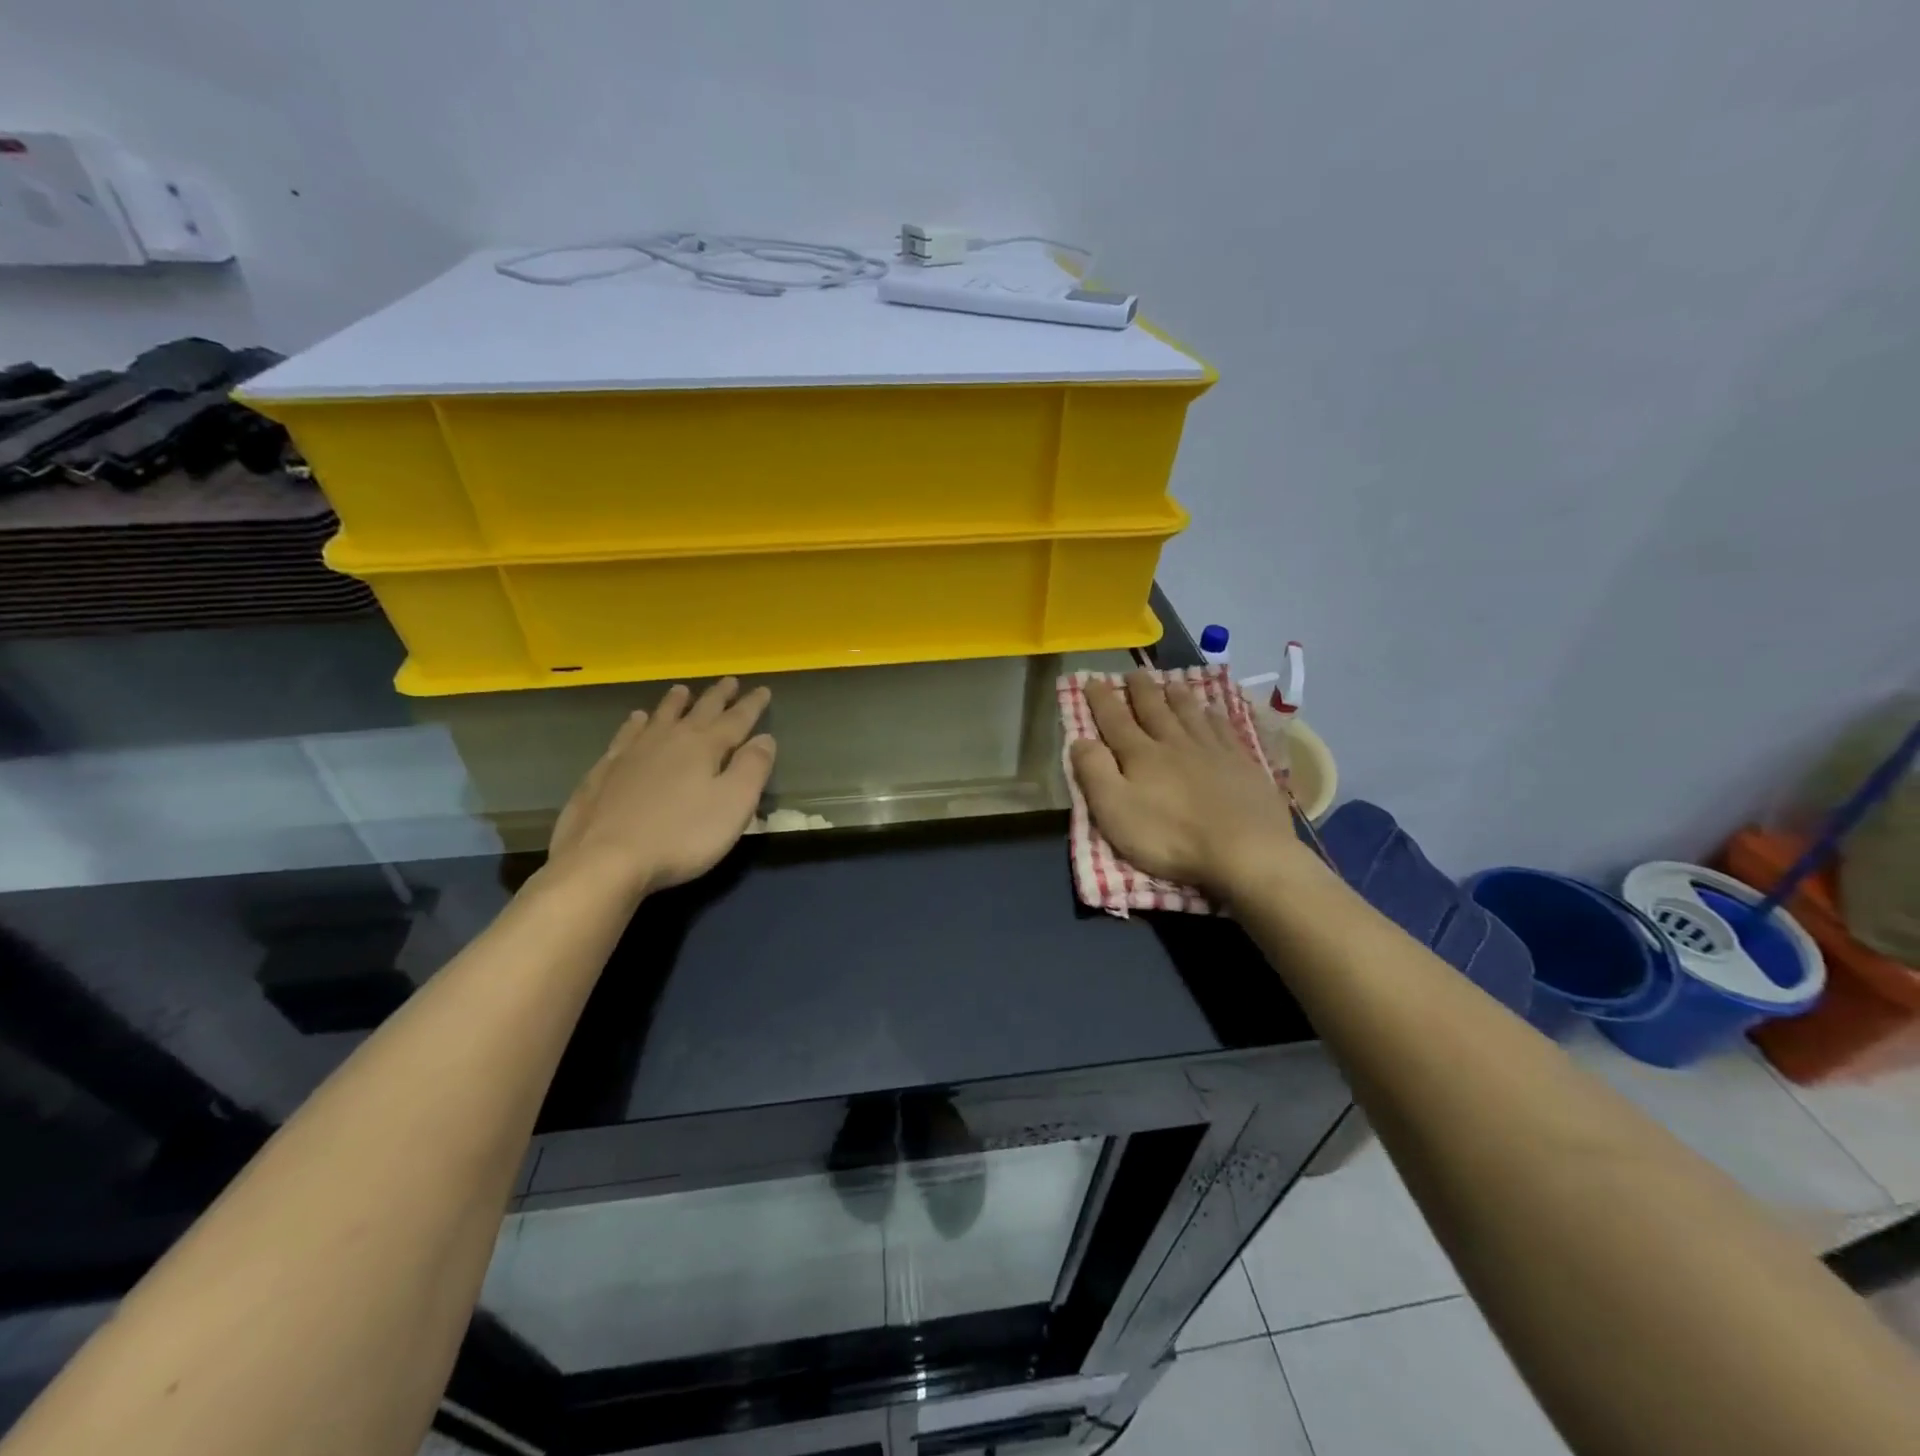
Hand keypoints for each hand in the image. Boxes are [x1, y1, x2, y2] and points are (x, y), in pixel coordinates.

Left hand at [546, 678, 775, 899]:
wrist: (604, 860)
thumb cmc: (681, 836)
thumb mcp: (733, 805)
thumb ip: (752, 768)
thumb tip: (765, 738)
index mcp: (704, 748)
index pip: (735, 720)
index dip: (751, 705)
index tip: (763, 689)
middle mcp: (668, 741)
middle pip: (698, 712)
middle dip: (717, 696)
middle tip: (728, 680)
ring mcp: (631, 754)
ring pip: (659, 718)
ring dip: (673, 703)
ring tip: (681, 690)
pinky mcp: (604, 772)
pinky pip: (624, 736)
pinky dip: (634, 724)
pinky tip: (635, 720)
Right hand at [1068, 671, 1305, 899]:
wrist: (1245, 850)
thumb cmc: (1171, 836)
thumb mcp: (1115, 811)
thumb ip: (1095, 773)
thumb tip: (1080, 740)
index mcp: (1141, 755)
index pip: (1115, 720)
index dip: (1101, 700)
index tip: (1091, 680)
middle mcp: (1175, 743)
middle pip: (1155, 710)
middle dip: (1141, 690)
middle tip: (1133, 673)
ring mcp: (1213, 751)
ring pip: (1191, 714)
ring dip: (1178, 697)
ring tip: (1171, 683)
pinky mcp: (1243, 764)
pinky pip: (1225, 729)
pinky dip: (1215, 716)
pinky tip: (1214, 711)